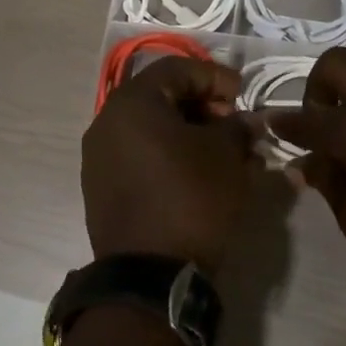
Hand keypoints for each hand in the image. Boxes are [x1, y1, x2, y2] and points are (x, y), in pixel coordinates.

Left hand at [81, 57, 256, 273]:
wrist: (151, 276)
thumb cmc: (192, 199)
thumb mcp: (226, 156)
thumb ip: (237, 127)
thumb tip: (245, 121)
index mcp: (132, 103)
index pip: (177, 69)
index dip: (214, 76)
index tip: (242, 95)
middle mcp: (107, 123)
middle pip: (161, 97)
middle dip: (203, 106)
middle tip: (234, 124)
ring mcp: (100, 158)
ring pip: (151, 129)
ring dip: (190, 133)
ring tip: (224, 153)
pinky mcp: (103, 189)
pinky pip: (141, 156)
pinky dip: (171, 156)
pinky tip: (200, 173)